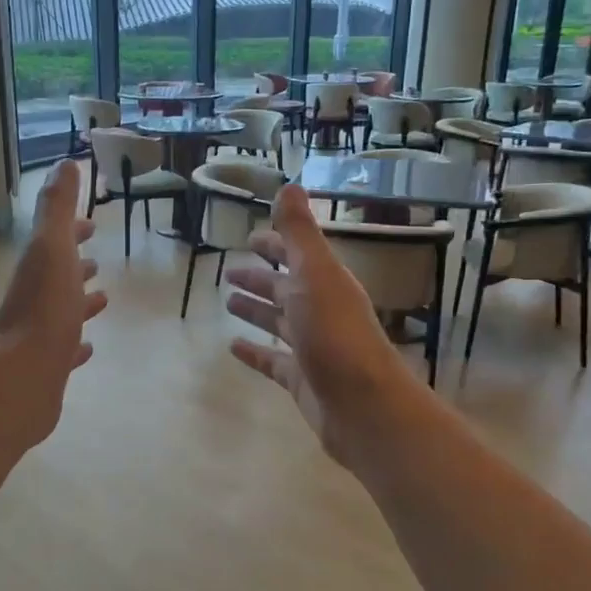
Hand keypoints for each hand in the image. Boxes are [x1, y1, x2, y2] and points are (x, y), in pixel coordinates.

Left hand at [0, 160, 106, 442]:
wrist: (23, 376)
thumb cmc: (43, 308)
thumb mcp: (52, 248)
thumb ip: (58, 208)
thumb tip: (64, 163)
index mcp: (39, 269)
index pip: (56, 242)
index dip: (73, 232)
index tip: (91, 226)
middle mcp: (37, 300)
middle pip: (59, 277)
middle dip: (77, 266)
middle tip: (97, 262)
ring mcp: (42, 336)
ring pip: (63, 313)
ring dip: (80, 303)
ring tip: (102, 300)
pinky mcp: (49, 369)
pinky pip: (65, 352)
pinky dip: (77, 347)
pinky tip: (87, 349)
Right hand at [224, 185, 426, 468]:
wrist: (362, 405)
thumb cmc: (336, 333)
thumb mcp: (315, 274)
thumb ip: (299, 233)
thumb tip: (289, 185)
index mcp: (324, 283)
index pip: (295, 256)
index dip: (274, 245)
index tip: (250, 238)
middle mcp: (319, 311)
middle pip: (284, 289)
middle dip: (259, 279)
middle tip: (229, 272)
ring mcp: (310, 347)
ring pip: (277, 323)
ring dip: (255, 311)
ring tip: (228, 303)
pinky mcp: (300, 379)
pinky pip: (271, 360)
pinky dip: (254, 352)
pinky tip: (232, 348)